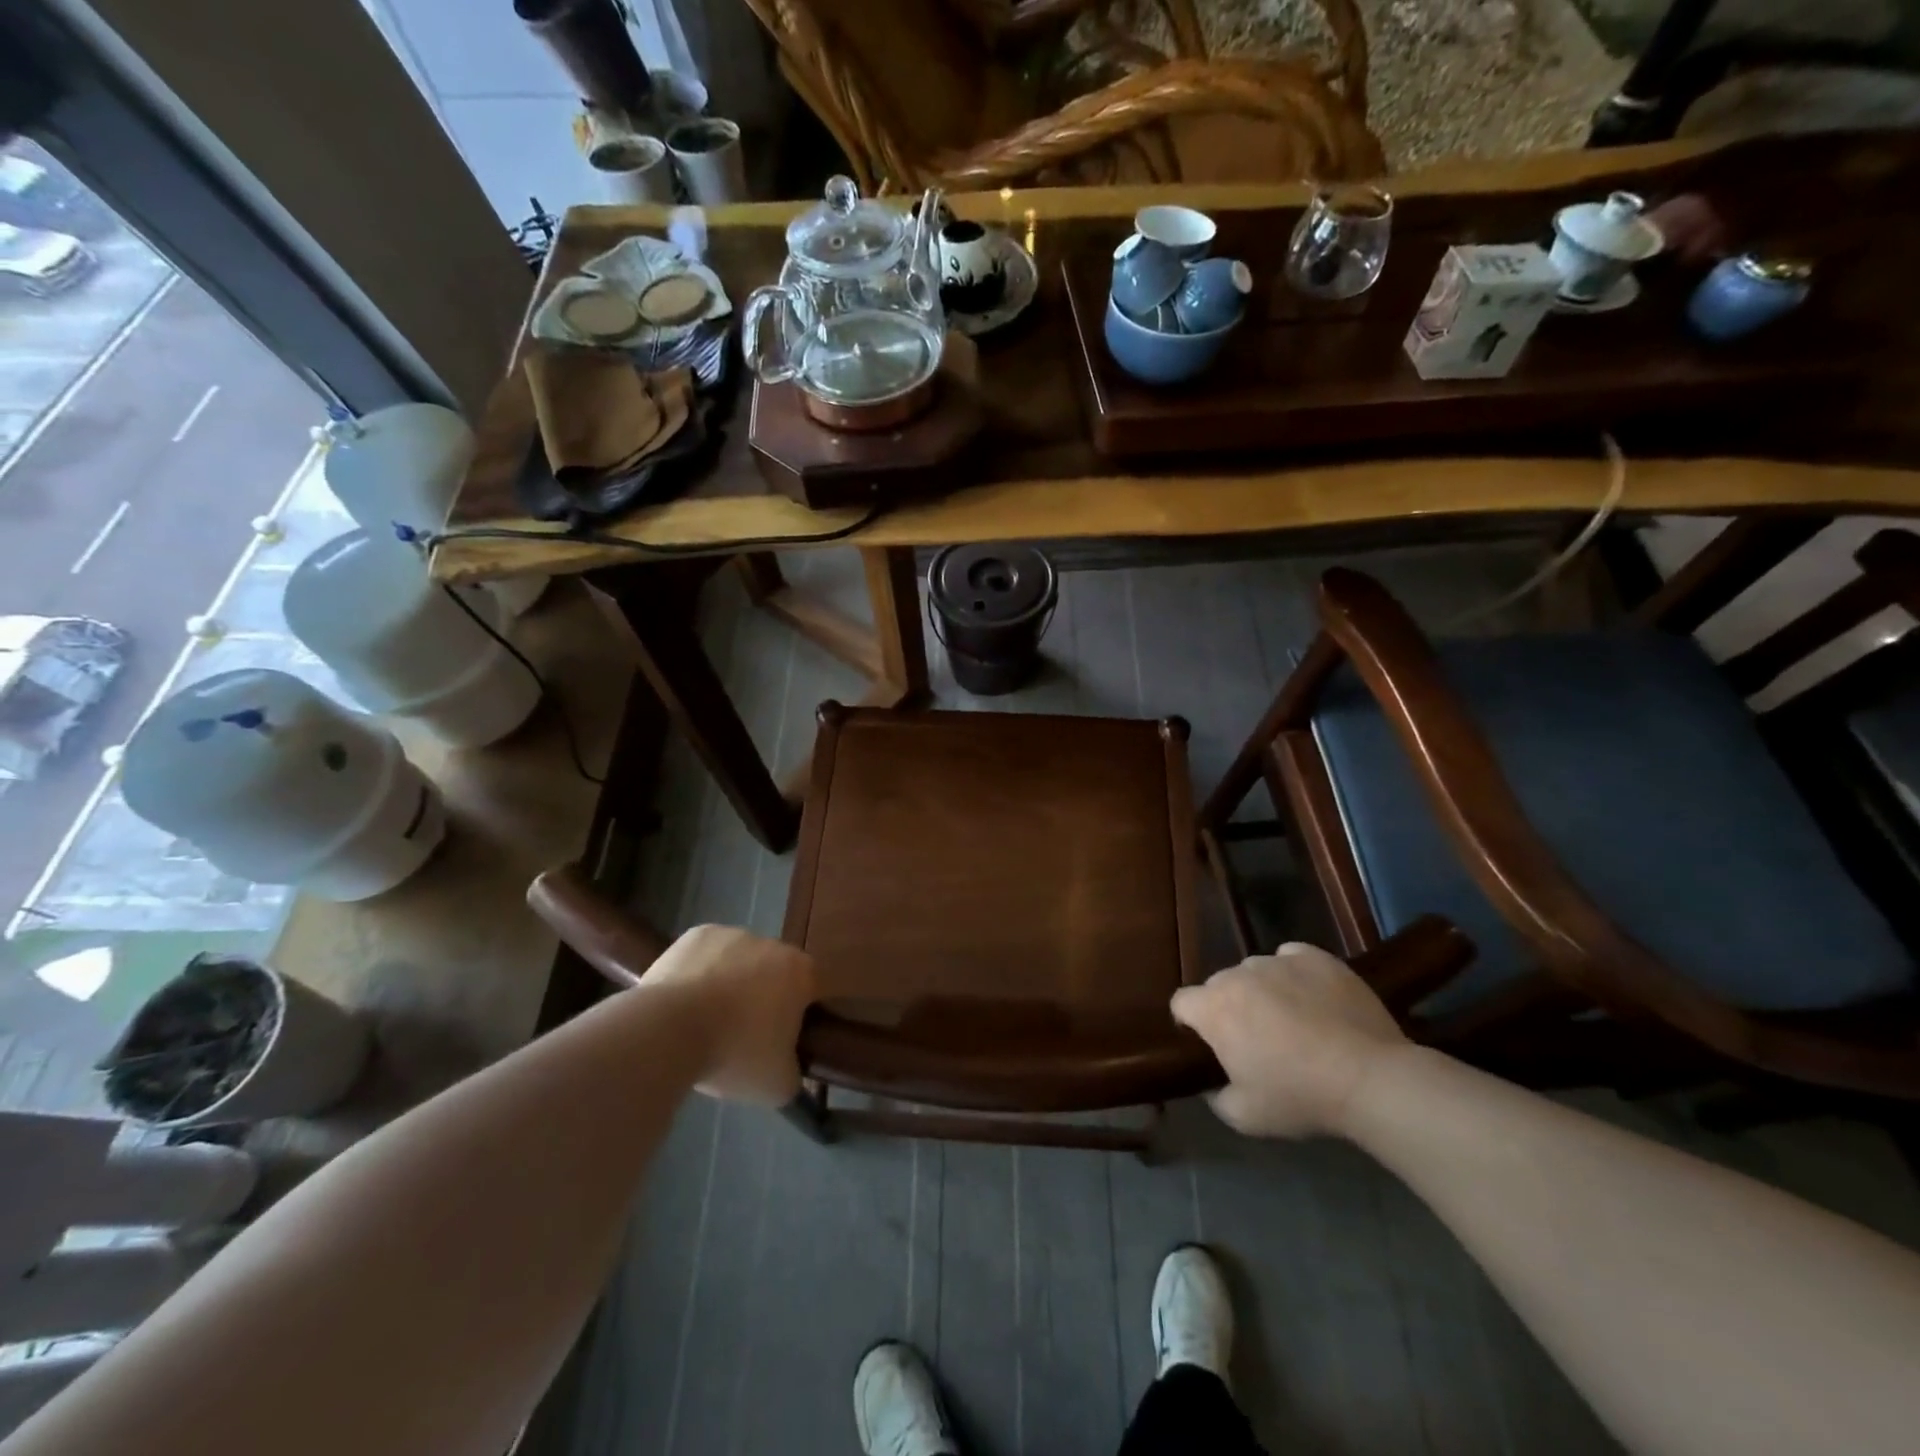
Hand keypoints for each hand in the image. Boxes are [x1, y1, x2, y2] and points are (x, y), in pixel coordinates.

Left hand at [639, 924, 816, 1104]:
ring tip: (706, 1021)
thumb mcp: (777, 1085)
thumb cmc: (735, 1054)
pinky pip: (706, 955)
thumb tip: (791, 1071)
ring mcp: (732, 934)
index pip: (813, 989)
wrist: (669, 1031)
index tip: (781, 1040)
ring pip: (739, 960)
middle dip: (763, 996)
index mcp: (801, 972)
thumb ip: (794, 1074)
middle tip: (743, 1034)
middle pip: (774, 971)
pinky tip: (685, 1002)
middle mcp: (772, 944)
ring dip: (730, 982)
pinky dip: (700, 973)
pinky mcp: (696, 934)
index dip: (799, 1014)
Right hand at [1170, 942, 1408, 1138]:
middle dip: (1229, 1008)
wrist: (1370, 1079)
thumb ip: (1214, 1096)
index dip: (1191, 1024)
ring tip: (1293, 1021)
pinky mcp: (1315, 956)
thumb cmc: (1300, 1097)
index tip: (1212, 1047)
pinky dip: (1294, 975)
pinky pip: (1291, 959)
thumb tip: (1211, 1083)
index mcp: (1213, 1008)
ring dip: (1261, 991)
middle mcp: (1237, 975)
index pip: (1181, 1003)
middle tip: (1257, 1040)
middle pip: (1219, 985)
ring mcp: (1277, 961)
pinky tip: (1313, 999)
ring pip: (1255, 971)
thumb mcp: (1244, 1116)